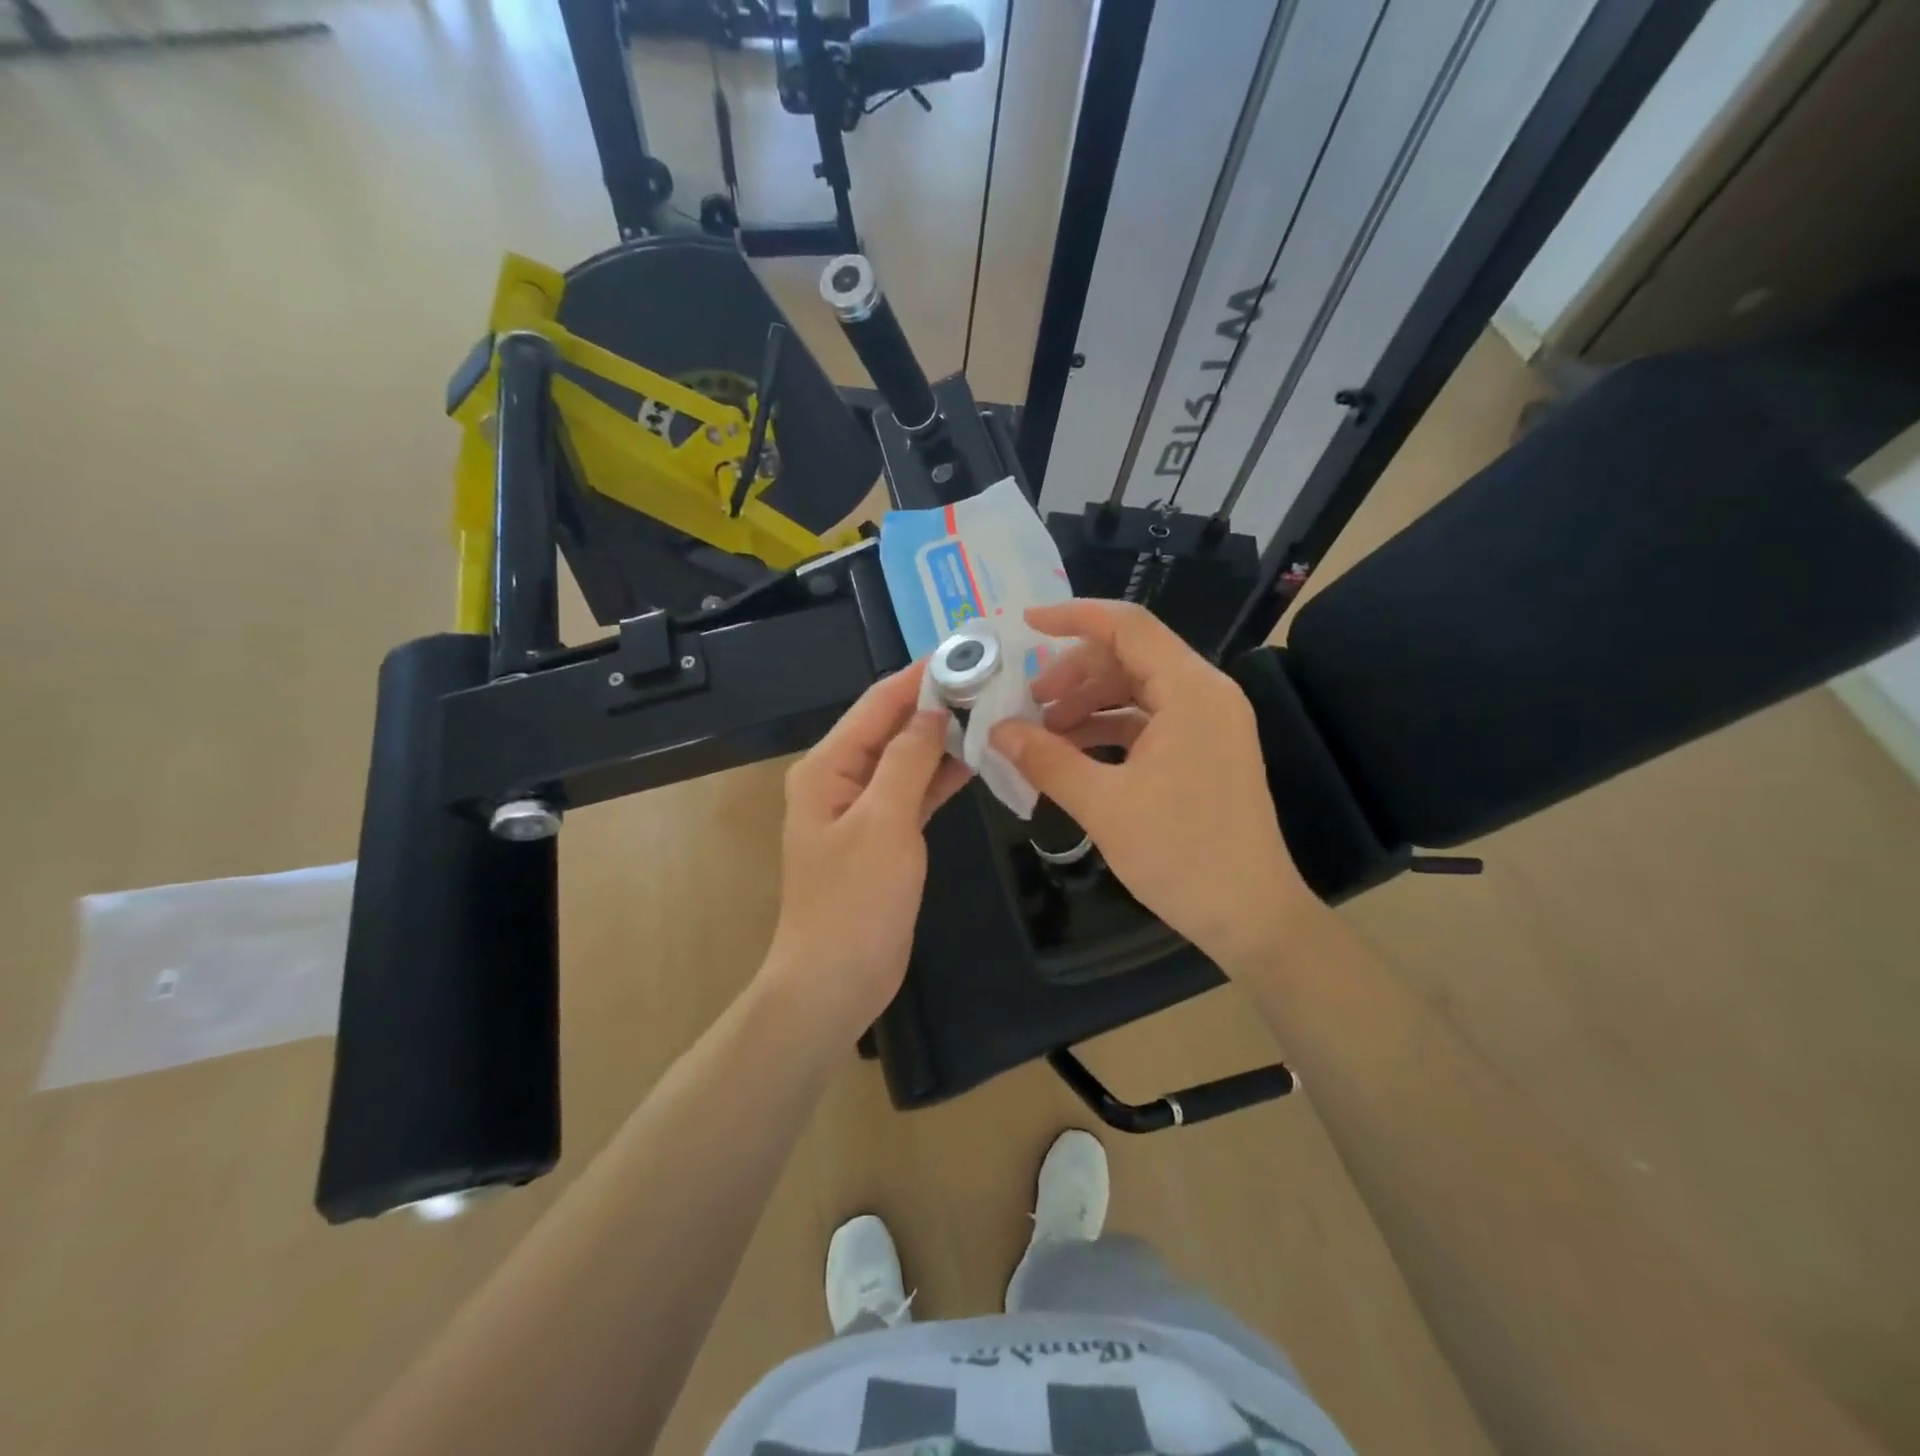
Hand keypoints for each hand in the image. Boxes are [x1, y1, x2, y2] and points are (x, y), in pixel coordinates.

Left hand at [762, 661, 972, 1029]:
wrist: (835, 981)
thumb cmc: (855, 901)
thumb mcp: (884, 822)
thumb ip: (907, 760)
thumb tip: (932, 709)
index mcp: (827, 767)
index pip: (876, 705)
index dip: (918, 677)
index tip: (964, 652)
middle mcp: (840, 779)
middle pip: (890, 728)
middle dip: (935, 704)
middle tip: (990, 681)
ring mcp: (861, 810)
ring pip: (905, 760)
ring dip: (941, 739)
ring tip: (991, 712)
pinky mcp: (883, 837)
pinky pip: (913, 793)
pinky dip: (939, 777)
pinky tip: (974, 761)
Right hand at [991, 599, 1312, 973]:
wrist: (1251, 916)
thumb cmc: (1182, 855)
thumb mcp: (1103, 805)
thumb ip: (1046, 759)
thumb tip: (996, 730)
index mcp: (1192, 691)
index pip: (1129, 626)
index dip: (1073, 617)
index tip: (1024, 625)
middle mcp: (1206, 694)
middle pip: (1130, 656)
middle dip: (1074, 673)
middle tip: (1028, 703)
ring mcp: (1208, 723)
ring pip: (1137, 689)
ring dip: (1088, 703)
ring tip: (1043, 732)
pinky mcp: (1204, 751)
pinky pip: (1149, 721)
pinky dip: (1108, 728)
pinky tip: (1072, 752)